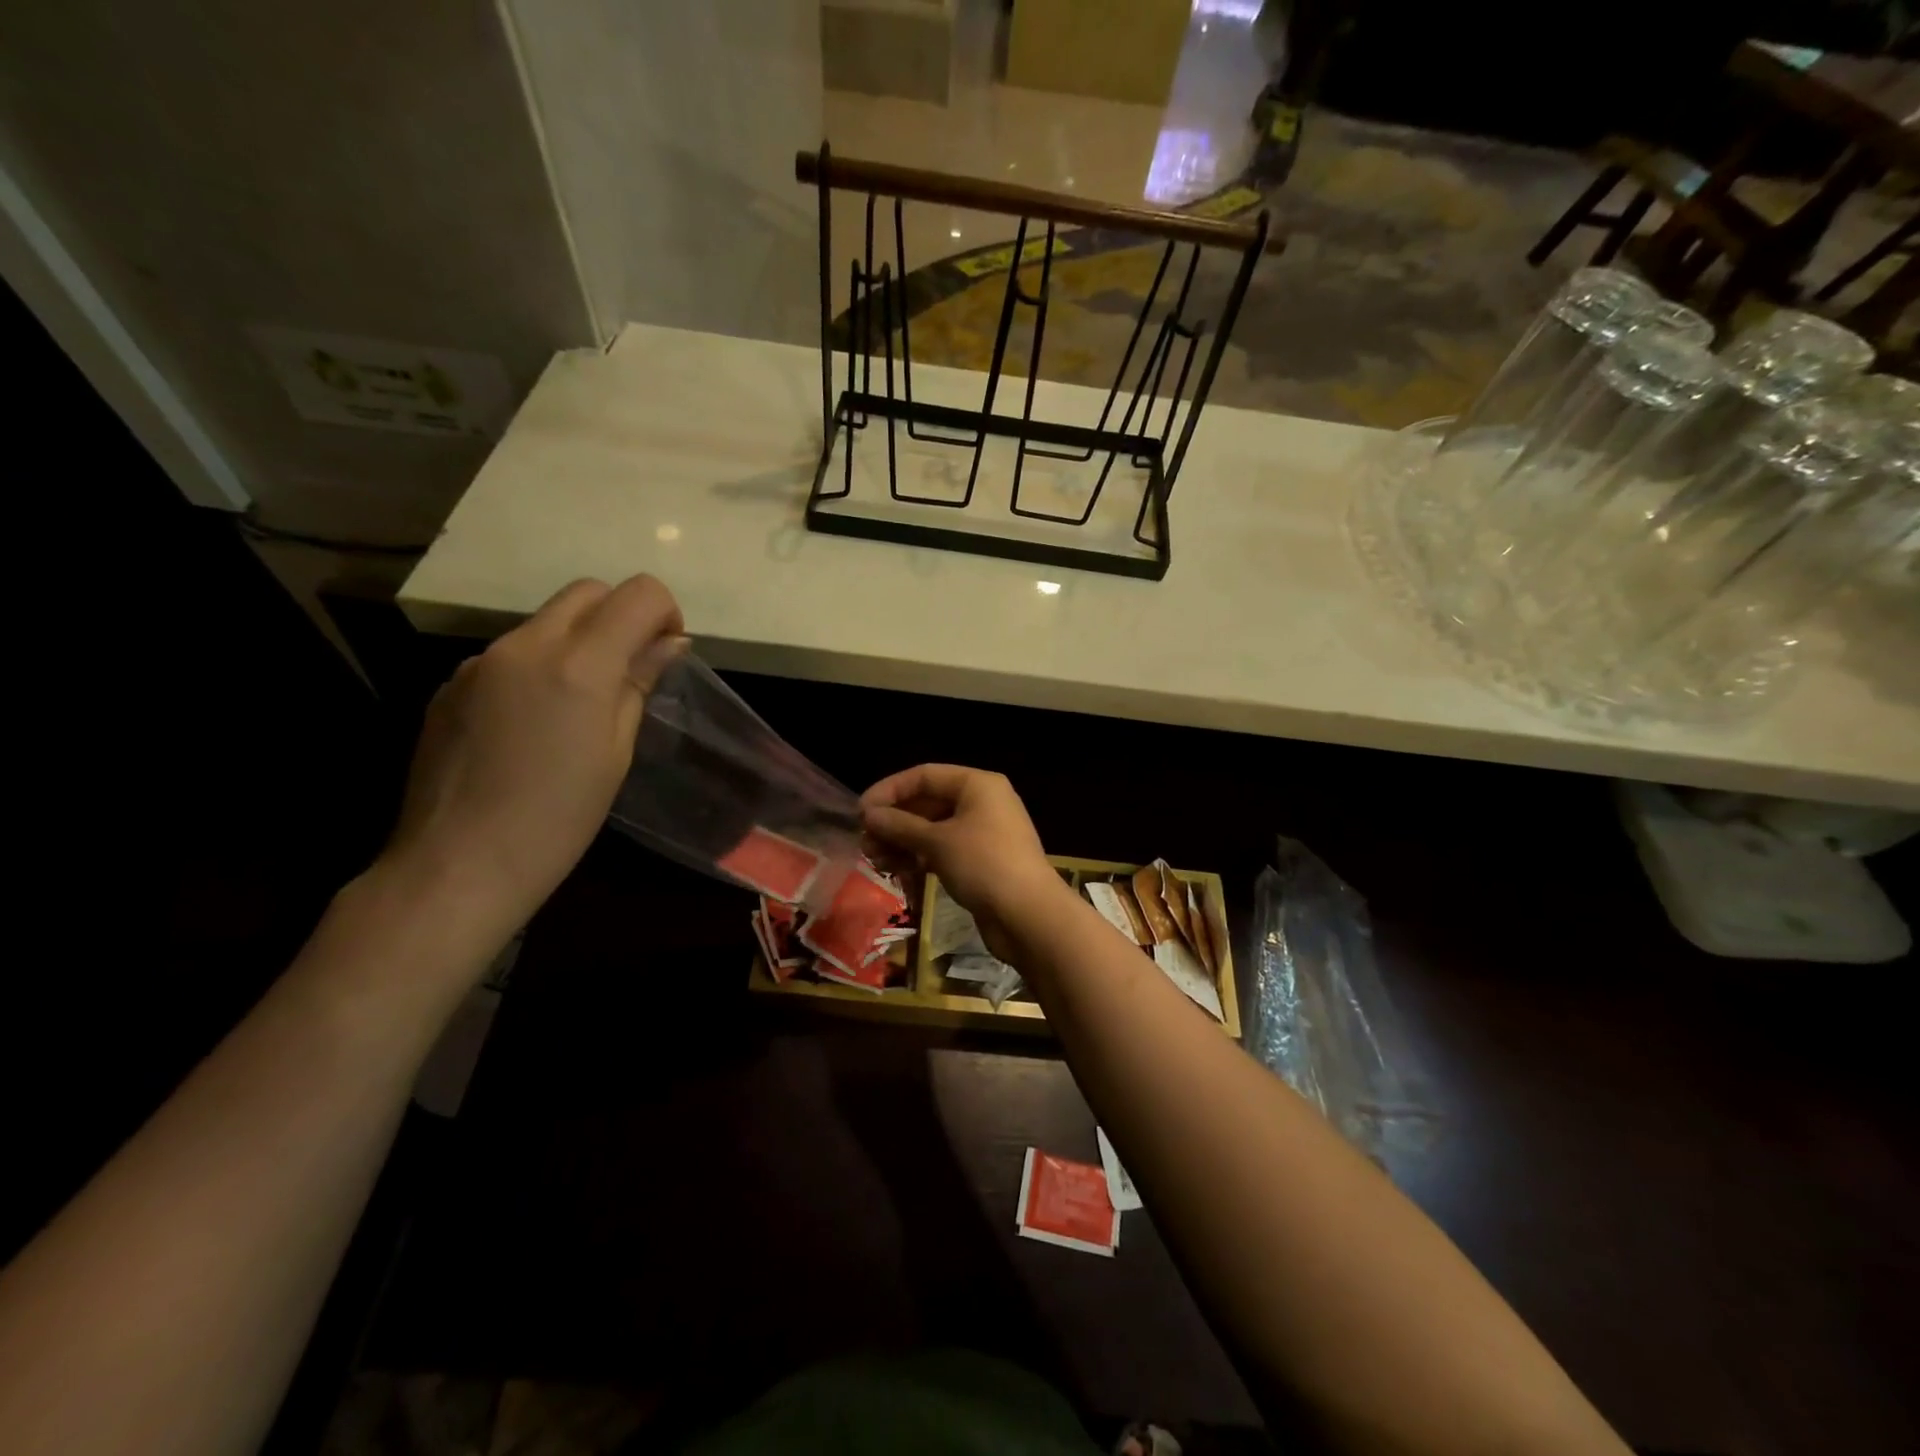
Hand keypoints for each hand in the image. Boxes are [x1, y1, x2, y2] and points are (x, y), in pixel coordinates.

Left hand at [381, 575, 685, 940]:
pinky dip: (538, 667)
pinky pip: (510, 654)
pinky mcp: (451, 683)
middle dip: (621, 616)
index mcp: (578, 664)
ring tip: (579, 706)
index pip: (637, 594)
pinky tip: (533, 724)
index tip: (666, 652)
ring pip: (546, 622)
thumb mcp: (616, 752)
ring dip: (578, 641)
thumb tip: (668, 643)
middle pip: (587, 592)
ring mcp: (480, 661)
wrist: (457, 864)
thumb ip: (639, 684)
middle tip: (631, 670)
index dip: (664, 612)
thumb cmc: (558, 818)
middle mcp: (525, 645)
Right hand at [861, 765, 1062, 957]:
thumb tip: (869, 815)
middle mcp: (982, 802)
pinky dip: (920, 857)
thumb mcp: (938, 842)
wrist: (1029, 916)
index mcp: (977, 785)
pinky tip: (898, 871)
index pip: (924, 776)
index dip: (889, 791)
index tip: (860, 812)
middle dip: (894, 821)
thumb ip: (900, 825)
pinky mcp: (981, 861)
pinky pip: (943, 850)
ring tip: (875, 861)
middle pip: (928, 802)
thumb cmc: (984, 865)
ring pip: (933, 829)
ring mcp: (983, 833)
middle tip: (865, 842)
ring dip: (902, 842)